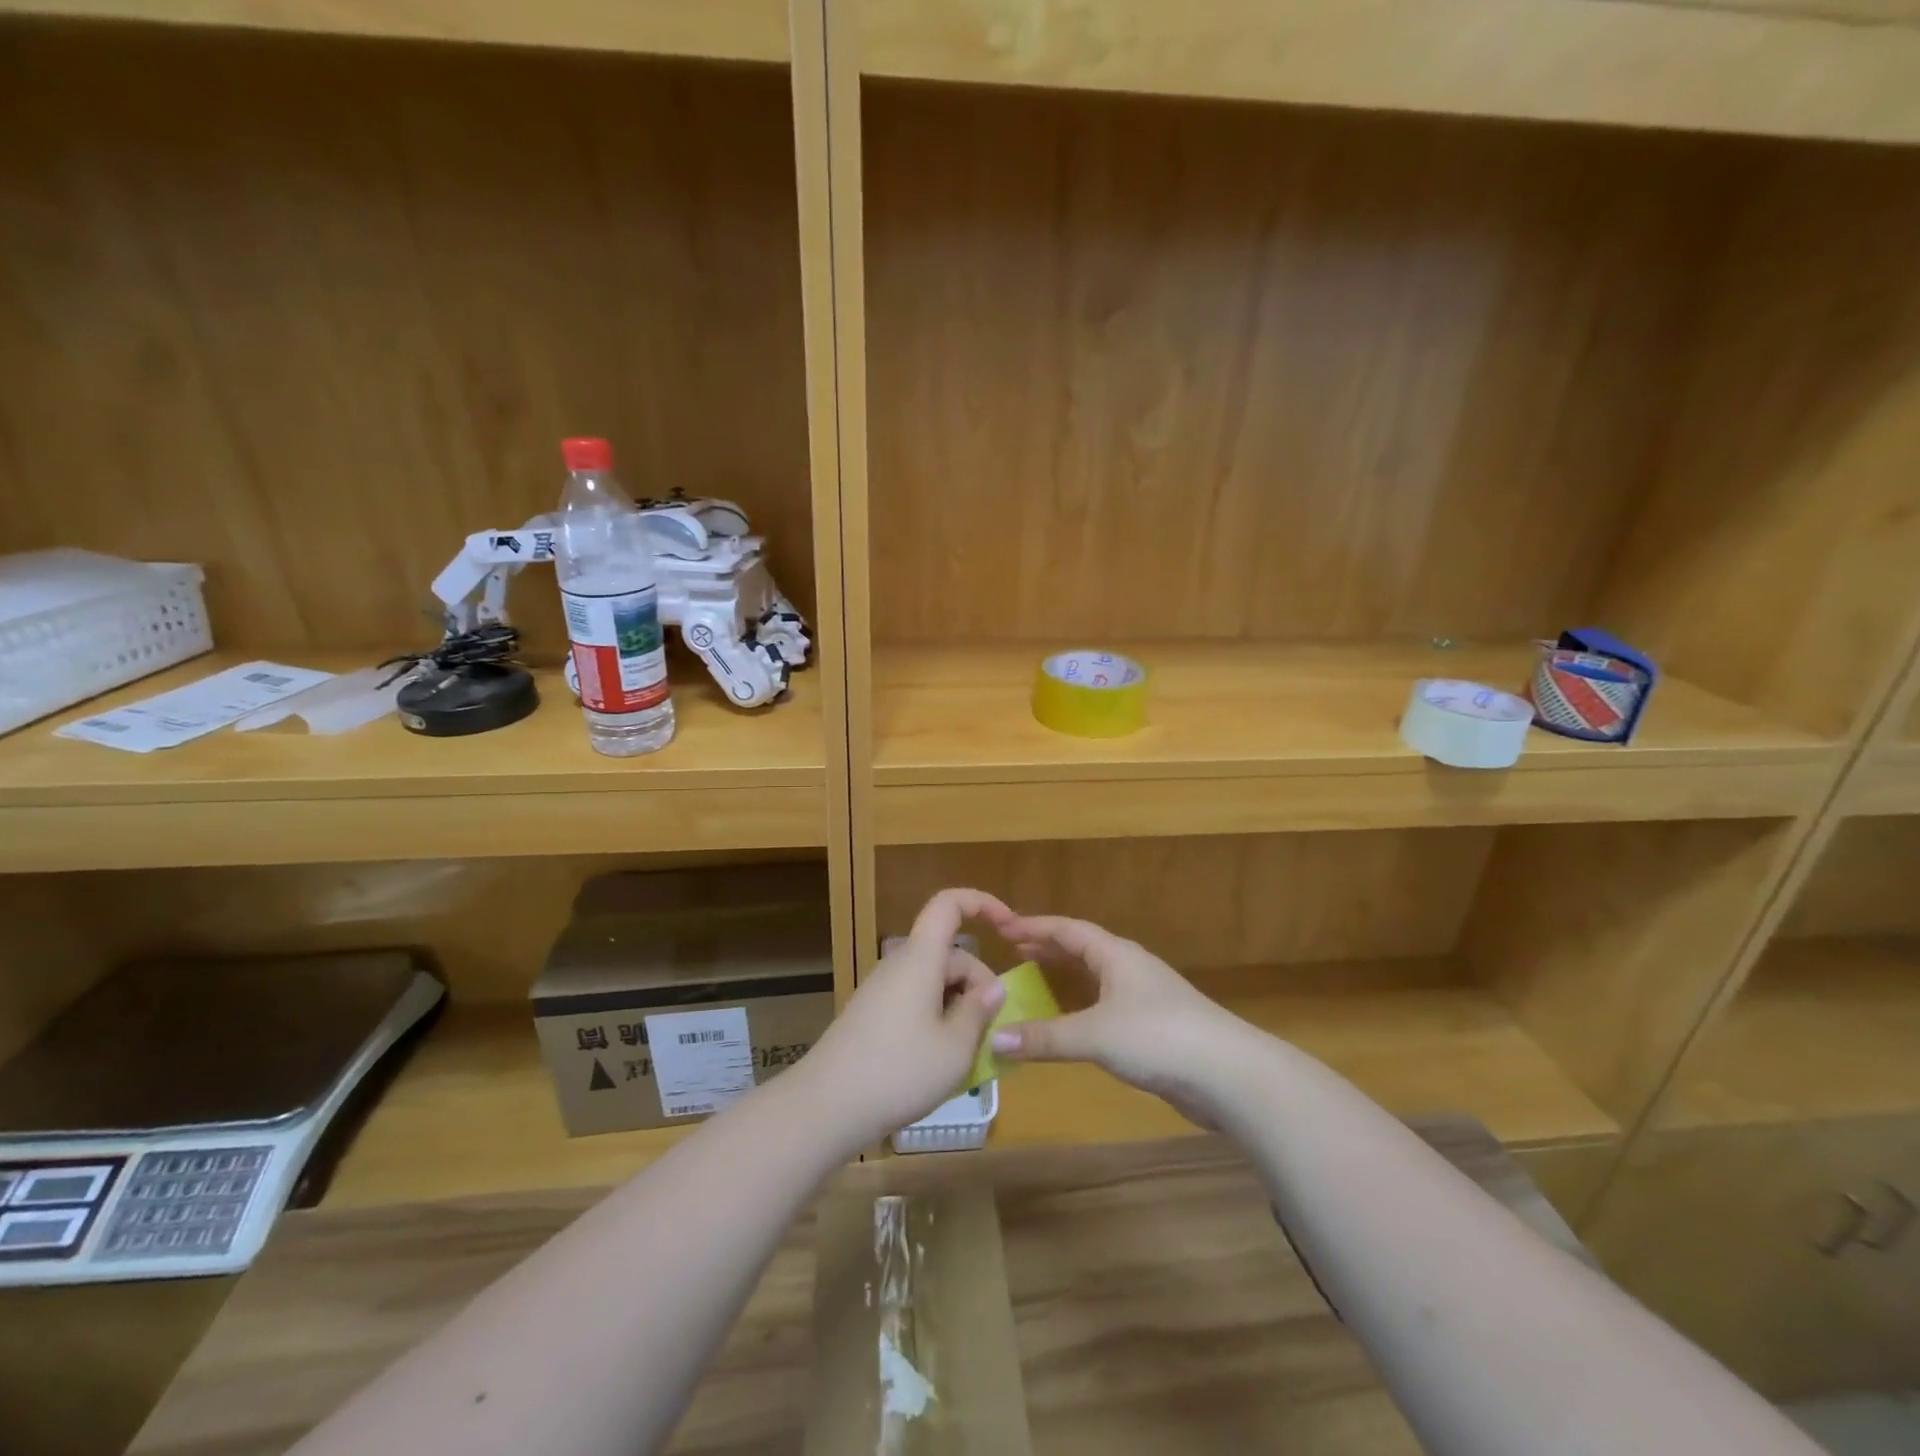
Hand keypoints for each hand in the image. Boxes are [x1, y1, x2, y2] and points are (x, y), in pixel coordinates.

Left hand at [792, 888, 1011, 1150]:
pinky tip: (941, 1060)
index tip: (1010, 927)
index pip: (949, 904)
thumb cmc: (898, 1072)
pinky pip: (916, 1002)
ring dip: (959, 1007)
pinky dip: (938, 1020)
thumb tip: (993, 987)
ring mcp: (882, 990)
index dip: (982, 903)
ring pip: (934, 982)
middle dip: (979, 983)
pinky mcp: (872, 1015)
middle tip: (994, 1031)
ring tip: (971, 1054)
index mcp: (920, 959)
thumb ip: (979, 1012)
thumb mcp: (955, 1049)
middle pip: (949, 954)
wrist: (824, 1107)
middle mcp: (899, 965)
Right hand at [990, 915, 1252, 1126]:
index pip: (1068, 930)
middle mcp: (1130, 968)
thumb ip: (1044, 1037)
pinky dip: (1081, 1006)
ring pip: (1096, 978)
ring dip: (1065, 976)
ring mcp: (1145, 997)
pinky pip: (1106, 1006)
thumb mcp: (1095, 1035)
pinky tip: (1071, 1023)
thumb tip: (994, 1040)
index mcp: (1116, 955)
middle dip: (1049, 949)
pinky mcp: (1154, 1028)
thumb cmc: (1158, 1037)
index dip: (1035, 927)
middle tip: (1014, 953)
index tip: (1003, 928)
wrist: (1229, 1074)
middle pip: (1083, 949)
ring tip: (1035, 981)